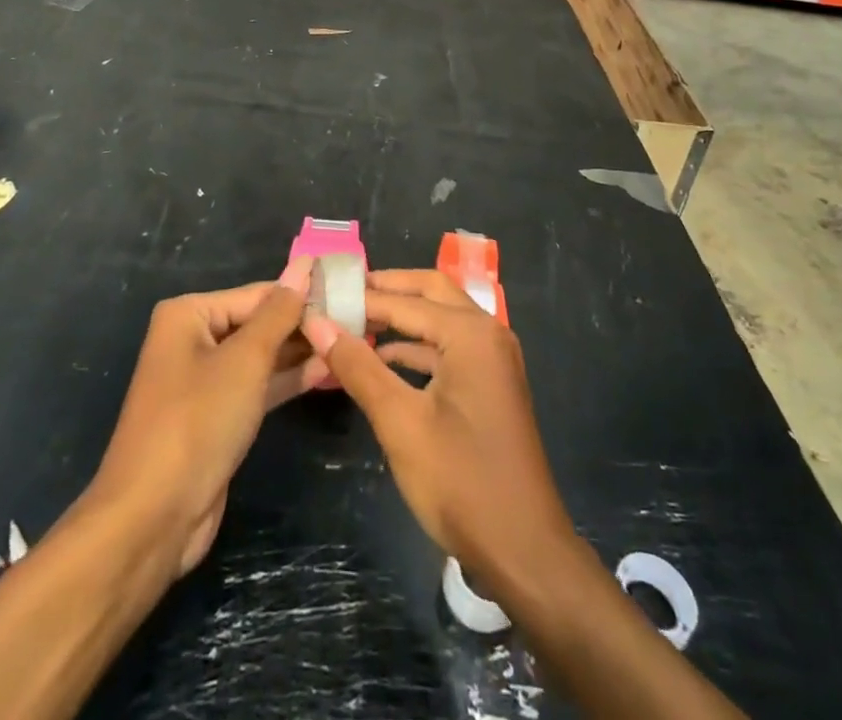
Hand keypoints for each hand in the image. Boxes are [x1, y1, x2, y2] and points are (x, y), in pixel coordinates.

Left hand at [89, 259, 326, 575]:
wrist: (153, 518)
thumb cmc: (197, 422)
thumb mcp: (244, 360)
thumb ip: (279, 314)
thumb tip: (305, 266)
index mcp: (188, 314)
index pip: (257, 293)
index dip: (302, 293)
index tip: (350, 291)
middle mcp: (194, 339)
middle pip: (258, 322)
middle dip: (303, 324)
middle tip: (358, 318)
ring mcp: (205, 380)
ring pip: (261, 356)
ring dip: (301, 351)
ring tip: (351, 340)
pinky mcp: (218, 416)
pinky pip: (258, 386)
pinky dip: (288, 379)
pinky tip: (327, 370)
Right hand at [303, 269, 576, 593]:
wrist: (524, 551)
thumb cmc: (460, 481)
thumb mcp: (400, 422)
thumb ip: (358, 366)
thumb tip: (317, 322)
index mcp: (471, 333)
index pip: (405, 300)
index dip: (361, 296)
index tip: (320, 292)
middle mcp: (488, 333)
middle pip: (430, 292)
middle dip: (387, 290)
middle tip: (341, 293)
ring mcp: (493, 359)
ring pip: (440, 318)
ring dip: (401, 317)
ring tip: (352, 322)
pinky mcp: (491, 383)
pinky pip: (449, 347)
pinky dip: (416, 346)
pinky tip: (383, 359)